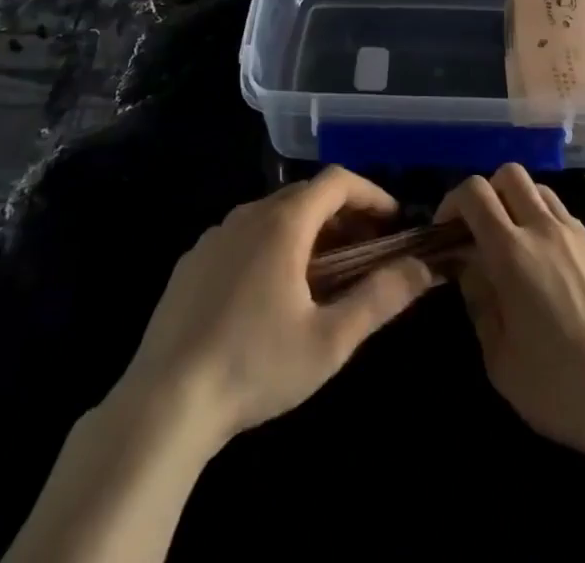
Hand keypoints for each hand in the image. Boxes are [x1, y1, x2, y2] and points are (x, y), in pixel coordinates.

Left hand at [113, 166, 437, 450]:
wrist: (162, 403)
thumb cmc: (254, 365)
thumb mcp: (329, 341)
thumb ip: (380, 298)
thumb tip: (422, 268)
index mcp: (283, 222)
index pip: (337, 182)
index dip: (370, 194)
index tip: (393, 221)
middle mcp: (248, 214)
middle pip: (306, 195)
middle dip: (343, 215)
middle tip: (366, 251)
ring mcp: (215, 236)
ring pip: (273, 215)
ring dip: (307, 231)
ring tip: (324, 273)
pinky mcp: (191, 262)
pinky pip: (243, 236)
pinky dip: (271, 246)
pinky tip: (271, 293)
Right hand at [437, 164, 584, 465]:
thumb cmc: (558, 386)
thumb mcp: (500, 358)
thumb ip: (479, 302)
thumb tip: (470, 268)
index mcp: (511, 251)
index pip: (474, 192)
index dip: (452, 201)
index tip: (446, 230)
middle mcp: (544, 229)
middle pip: (510, 174)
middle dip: (488, 192)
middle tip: (481, 231)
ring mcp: (578, 236)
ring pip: (541, 191)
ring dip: (520, 204)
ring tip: (517, 246)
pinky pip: (567, 219)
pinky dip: (549, 227)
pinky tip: (552, 269)